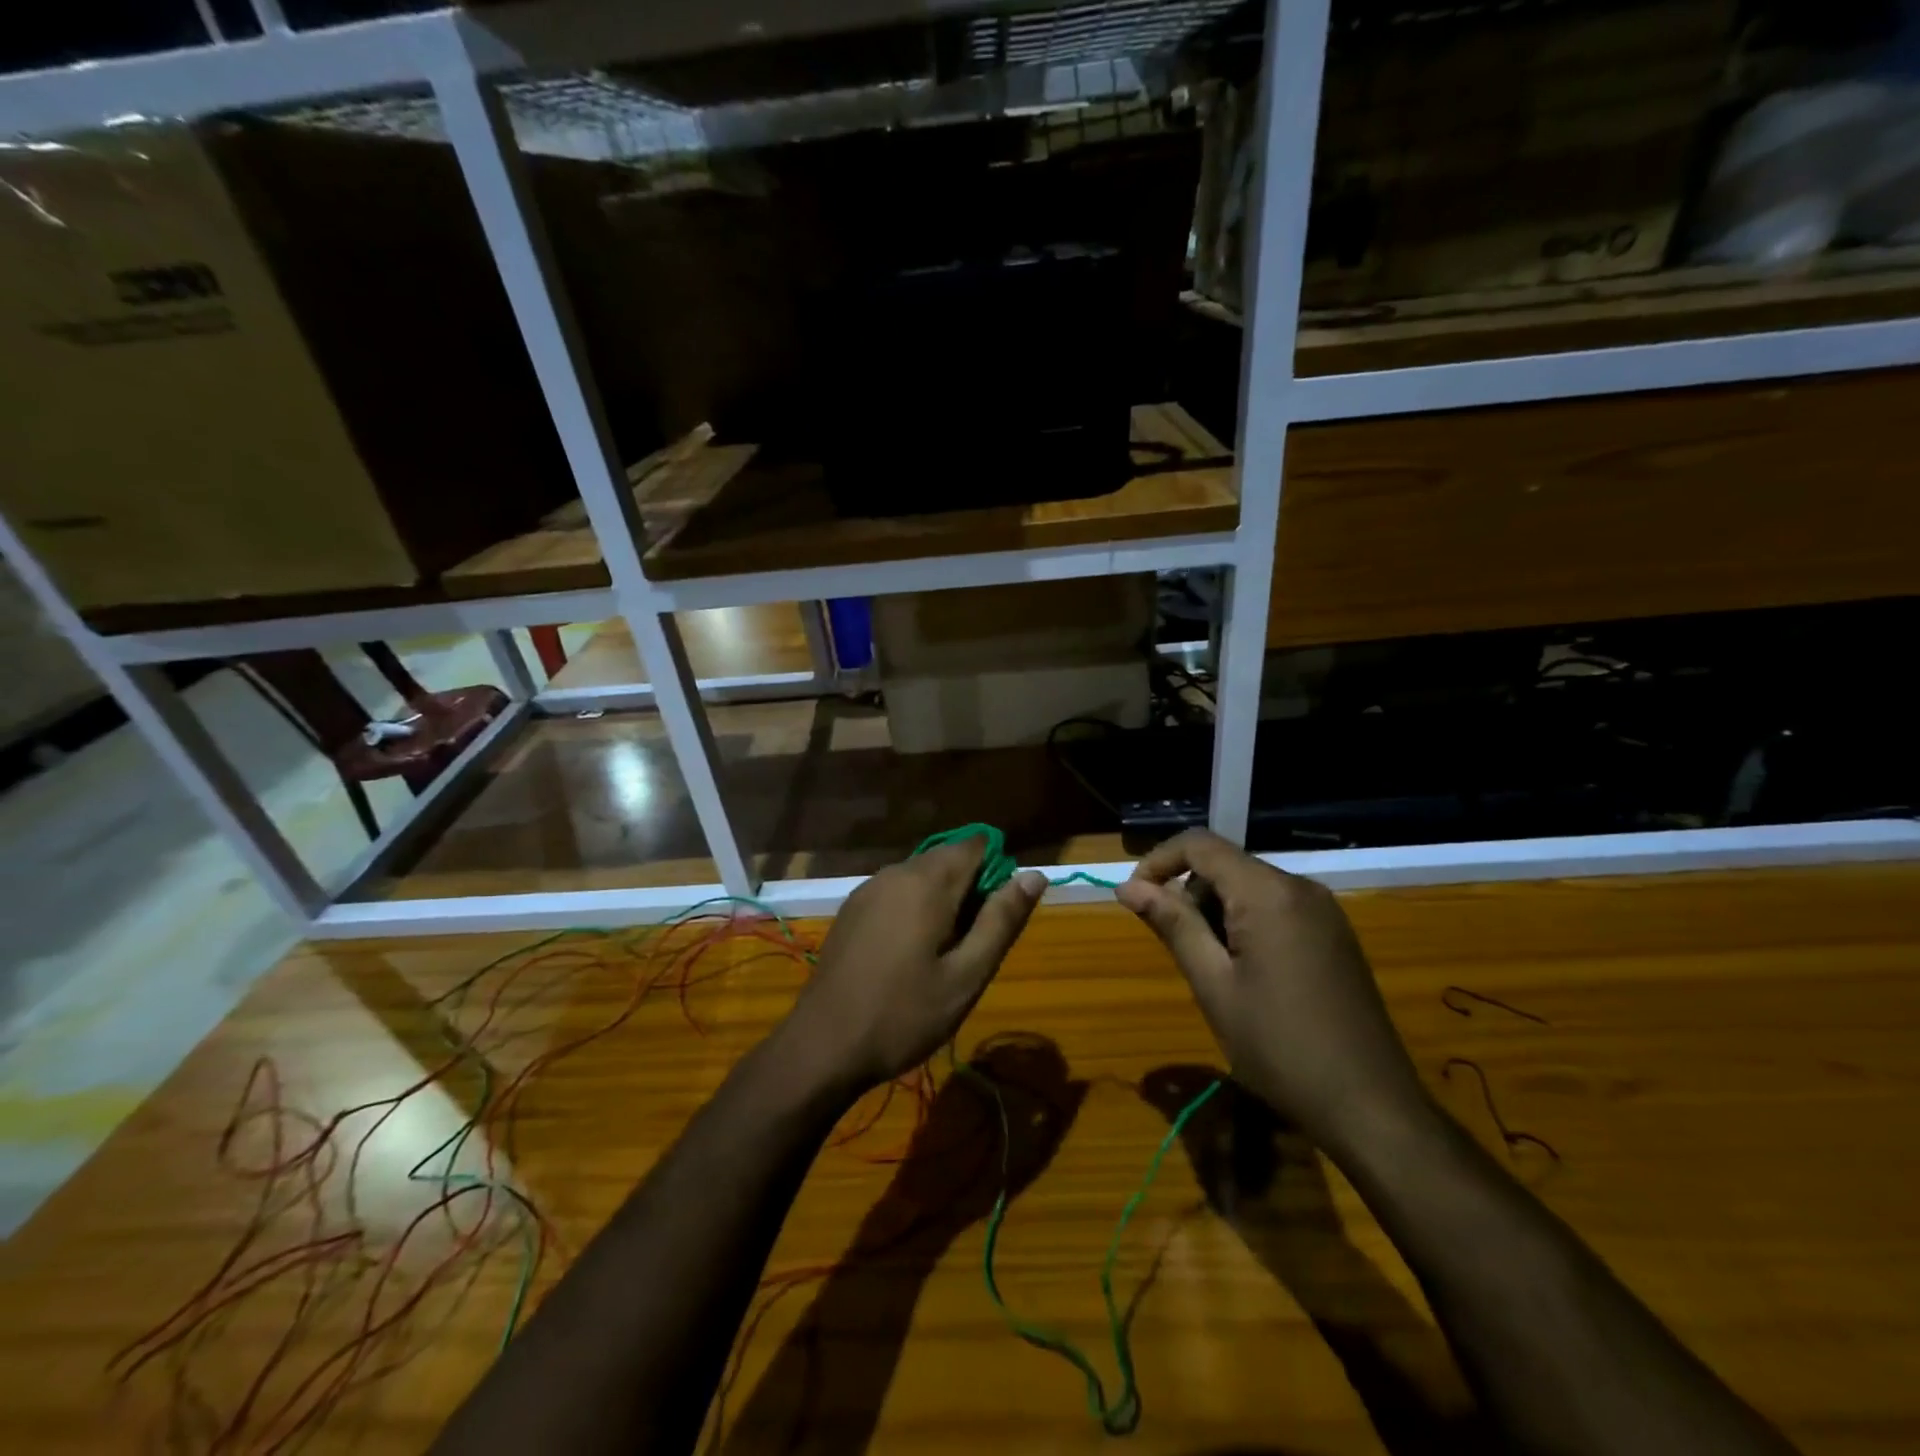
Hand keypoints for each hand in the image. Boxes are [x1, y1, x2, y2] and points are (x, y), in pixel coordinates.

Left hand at [784, 838, 1045, 1091]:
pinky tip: (910, 955)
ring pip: (921, 876)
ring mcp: (868, 889)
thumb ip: (1001, 920)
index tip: (998, 917)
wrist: (823, 1045)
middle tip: (972, 947)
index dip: (997, 871)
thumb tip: (1033, 875)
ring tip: (944, 956)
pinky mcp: (852, 909)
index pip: (975, 844)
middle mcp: (895, 872)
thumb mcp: (967, 975)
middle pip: (948, 859)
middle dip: (971, 890)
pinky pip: (897, 892)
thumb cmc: (904, 1014)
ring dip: (943, 901)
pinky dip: (915, 909)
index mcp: (927, 881)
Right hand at [1116, 829, 1426, 1155]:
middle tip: (1173, 946)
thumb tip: (1128, 887)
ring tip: (1209, 967)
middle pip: (1225, 864)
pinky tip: (1244, 972)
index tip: (1132, 898)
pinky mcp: (1335, 934)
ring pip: (1249, 886)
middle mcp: (1300, 887)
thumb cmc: (1279, 1048)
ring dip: (1215, 910)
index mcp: (1268, 893)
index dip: (1157, 861)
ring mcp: (1324, 910)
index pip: (1199, 844)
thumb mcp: (1214, 986)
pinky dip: (1245, 922)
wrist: (1372, 1108)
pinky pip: (1276, 906)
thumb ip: (1172, 925)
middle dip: (1187, 892)